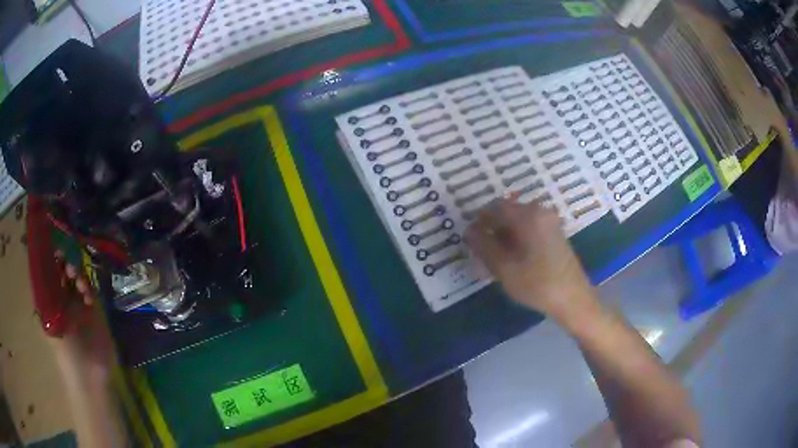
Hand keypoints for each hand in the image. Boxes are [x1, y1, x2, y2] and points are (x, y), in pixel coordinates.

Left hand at [49, 252, 114, 382]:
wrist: (89, 376)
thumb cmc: (66, 353)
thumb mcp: (50, 326)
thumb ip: (44, 300)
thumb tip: (38, 269)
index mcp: (51, 303)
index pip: (48, 275)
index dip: (50, 261)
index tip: (53, 249)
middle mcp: (62, 301)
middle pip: (62, 273)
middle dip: (64, 263)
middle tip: (68, 263)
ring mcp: (78, 306)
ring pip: (76, 279)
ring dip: (76, 273)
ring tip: (78, 278)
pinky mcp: (93, 312)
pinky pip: (90, 291)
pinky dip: (88, 287)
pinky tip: (87, 294)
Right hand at [465, 197, 595, 320]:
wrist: (573, 299)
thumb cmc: (537, 284)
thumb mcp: (504, 268)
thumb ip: (483, 245)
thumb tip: (468, 229)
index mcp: (527, 215)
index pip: (494, 207)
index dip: (478, 221)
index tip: (470, 240)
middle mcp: (540, 211)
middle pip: (507, 212)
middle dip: (492, 228)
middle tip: (482, 252)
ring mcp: (549, 221)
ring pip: (518, 221)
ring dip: (504, 234)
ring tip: (497, 258)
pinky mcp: (554, 232)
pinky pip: (529, 227)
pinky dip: (517, 237)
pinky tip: (514, 258)